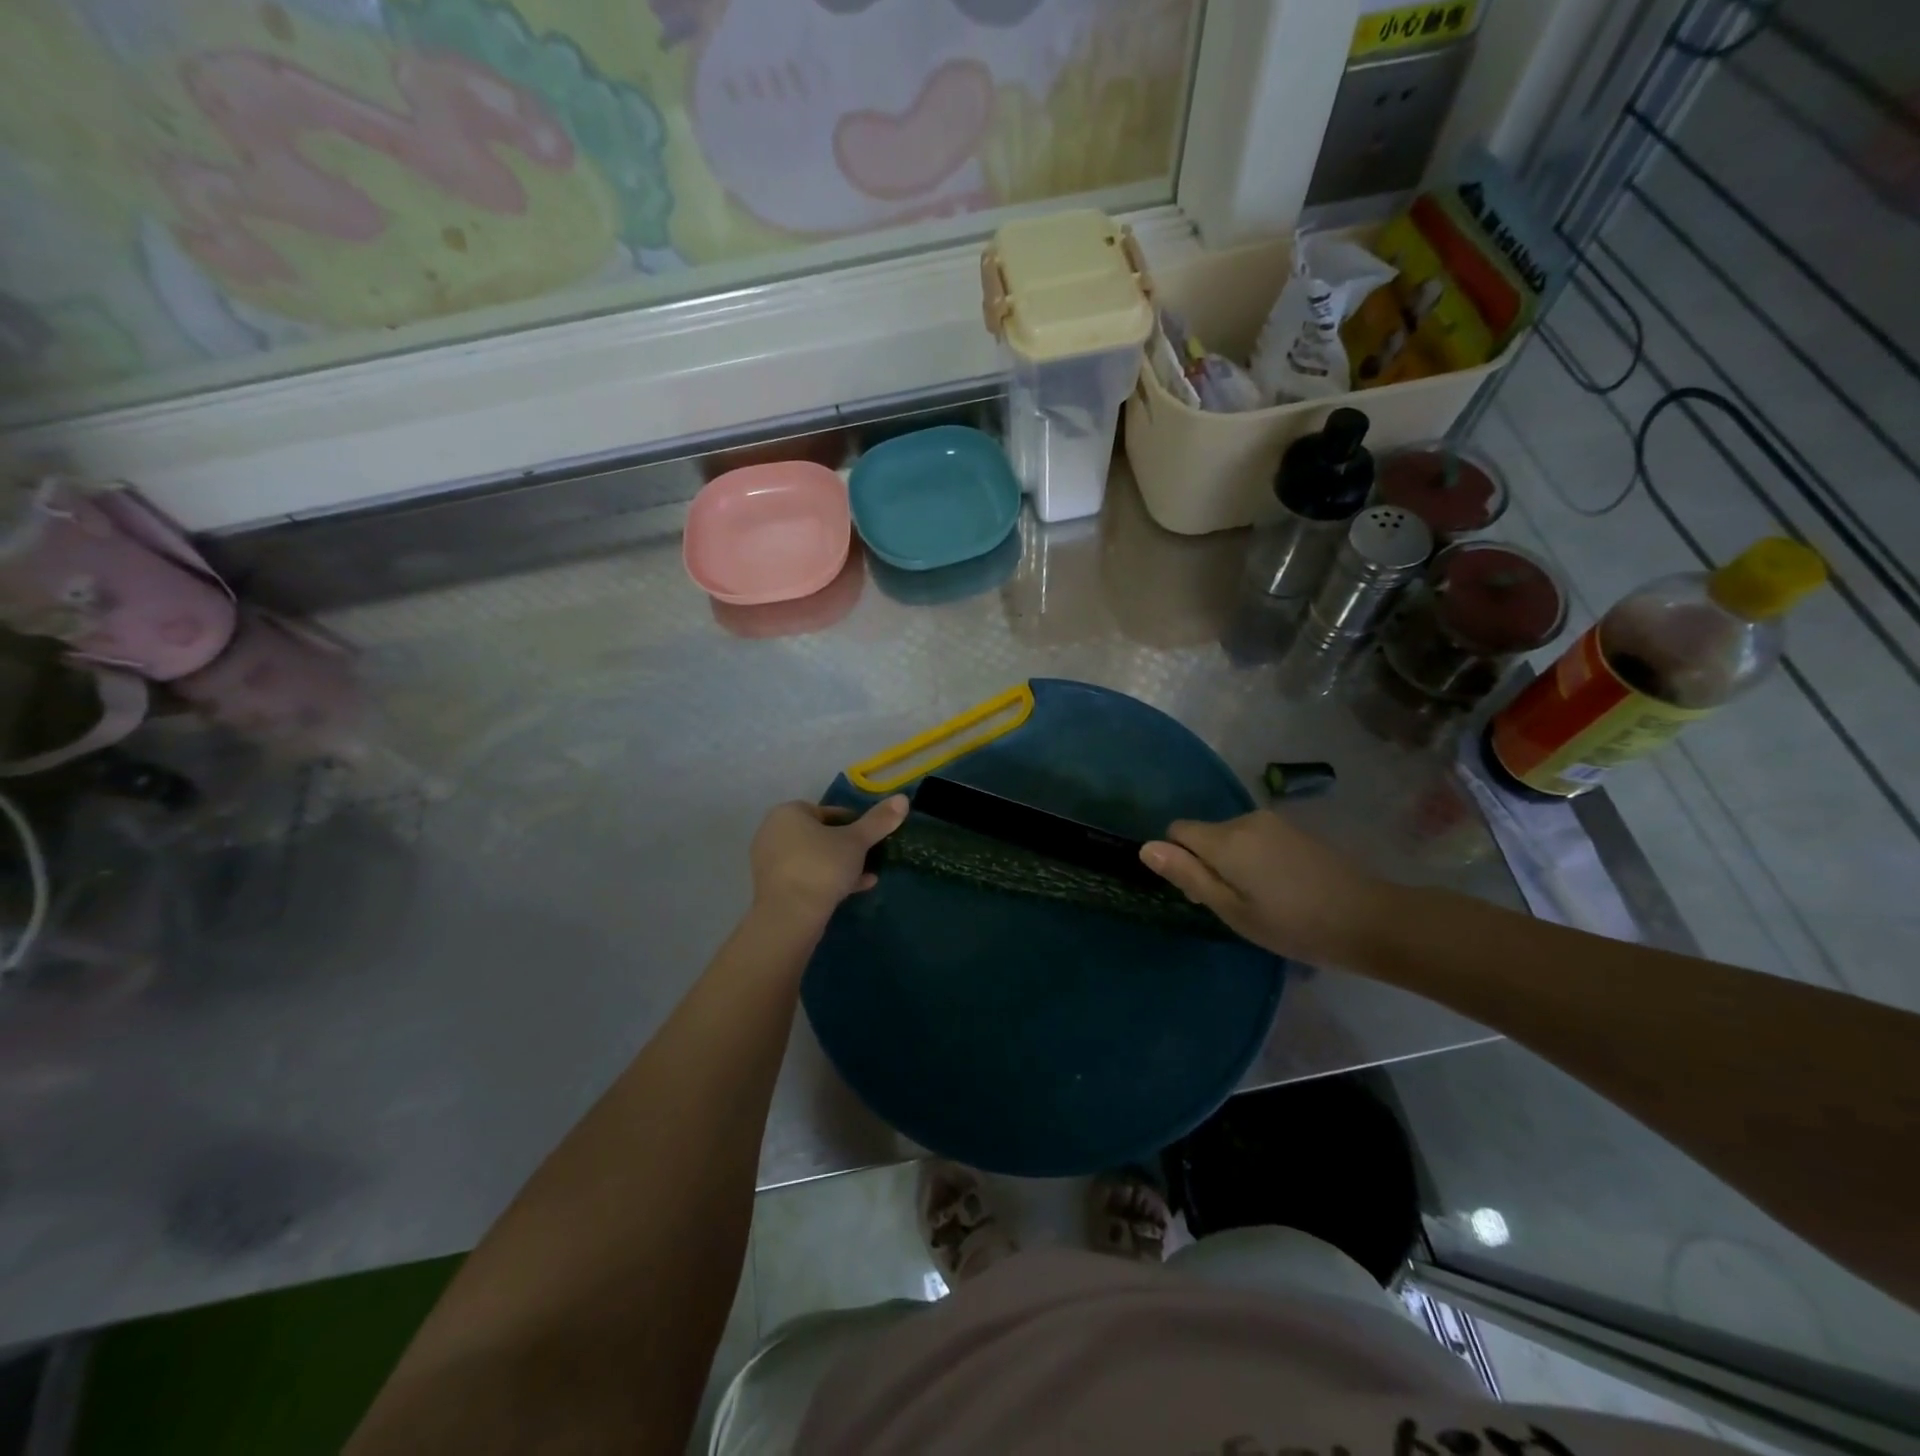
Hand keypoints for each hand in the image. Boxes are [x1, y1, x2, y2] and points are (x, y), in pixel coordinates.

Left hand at [749, 797, 907, 926]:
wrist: (789, 916)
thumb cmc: (822, 867)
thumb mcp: (856, 841)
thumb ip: (879, 820)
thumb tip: (903, 798)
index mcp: (789, 813)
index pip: (829, 812)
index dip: (855, 824)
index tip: (873, 838)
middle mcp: (774, 831)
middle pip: (821, 835)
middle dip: (848, 846)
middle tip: (870, 858)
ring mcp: (771, 861)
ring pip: (815, 857)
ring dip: (841, 865)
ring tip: (867, 875)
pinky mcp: (774, 887)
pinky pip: (806, 876)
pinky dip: (828, 880)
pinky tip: (856, 888)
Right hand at [1140, 810, 1385, 964]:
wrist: (1369, 919)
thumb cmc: (1292, 924)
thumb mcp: (1232, 910)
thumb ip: (1188, 875)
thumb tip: (1146, 848)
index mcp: (1226, 839)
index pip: (1177, 830)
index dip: (1178, 860)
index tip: (1201, 892)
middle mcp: (1246, 819)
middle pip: (1205, 834)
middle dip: (1207, 863)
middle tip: (1234, 905)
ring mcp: (1274, 822)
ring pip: (1230, 837)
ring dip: (1232, 862)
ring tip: (1260, 900)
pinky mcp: (1295, 829)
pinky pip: (1255, 838)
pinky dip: (1255, 859)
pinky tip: (1281, 888)